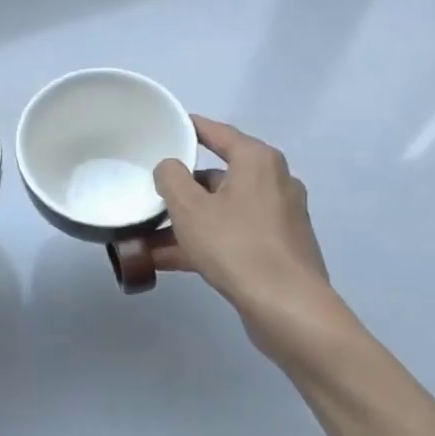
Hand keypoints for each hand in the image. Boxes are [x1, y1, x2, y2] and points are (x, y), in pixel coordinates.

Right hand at [153, 116, 360, 375]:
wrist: (288, 308)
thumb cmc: (236, 245)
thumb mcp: (189, 207)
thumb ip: (171, 177)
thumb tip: (170, 167)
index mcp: (258, 161)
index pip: (218, 133)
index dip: (190, 128)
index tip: (167, 127)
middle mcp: (274, 182)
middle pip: (218, 176)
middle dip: (182, 188)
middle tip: (151, 190)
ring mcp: (278, 218)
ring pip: (222, 210)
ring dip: (187, 222)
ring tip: (147, 235)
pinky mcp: (277, 249)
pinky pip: (231, 235)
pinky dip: (203, 242)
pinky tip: (166, 260)